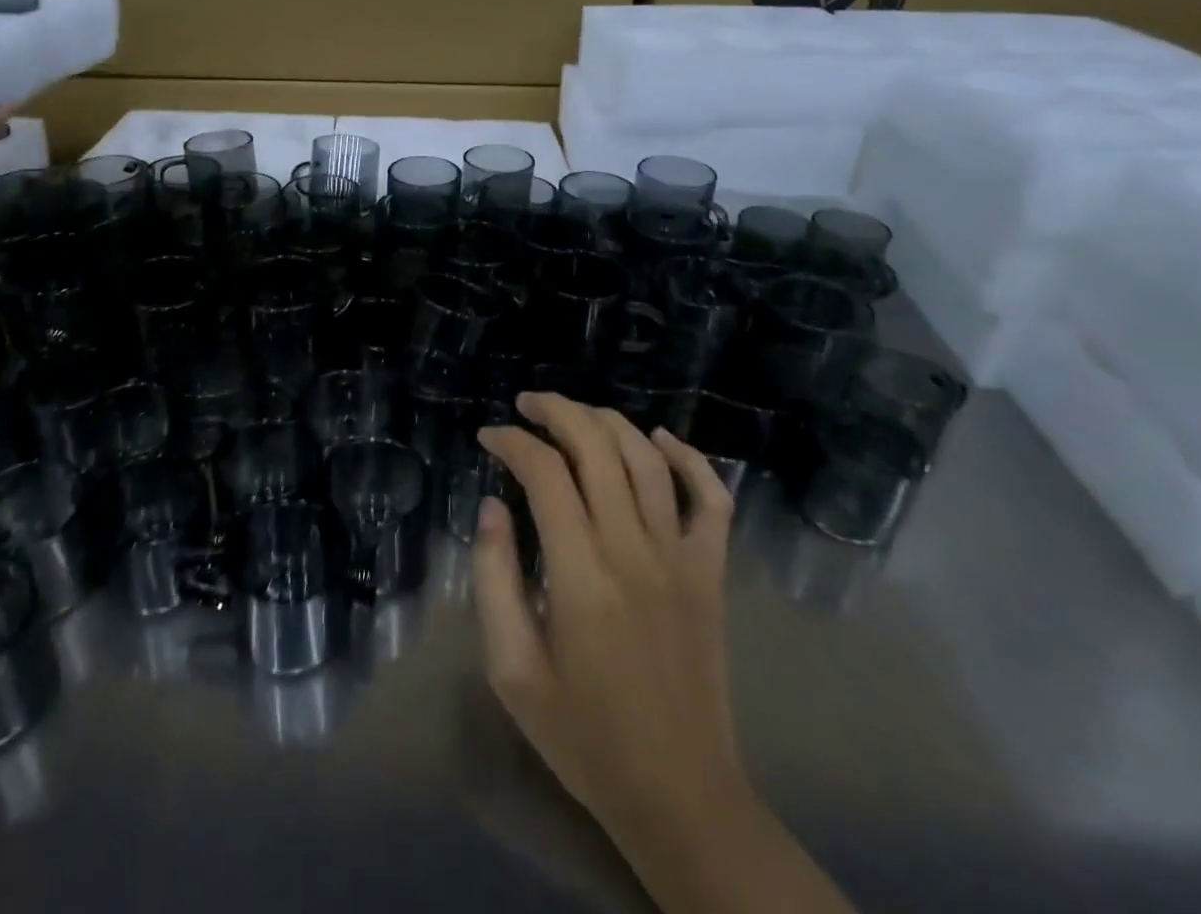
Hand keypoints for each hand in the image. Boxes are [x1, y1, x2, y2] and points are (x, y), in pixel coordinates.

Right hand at [473, 393, 744, 856]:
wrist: (679, 795)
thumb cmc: (583, 735)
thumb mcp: (512, 669)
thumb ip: (494, 579)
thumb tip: (492, 506)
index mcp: (581, 575)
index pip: (545, 473)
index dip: (512, 442)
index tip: (488, 437)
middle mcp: (634, 550)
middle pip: (597, 447)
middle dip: (557, 411)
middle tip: (526, 405)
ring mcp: (681, 558)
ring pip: (647, 459)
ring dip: (607, 421)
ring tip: (574, 413)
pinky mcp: (711, 573)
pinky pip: (712, 499)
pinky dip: (690, 458)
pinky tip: (659, 438)